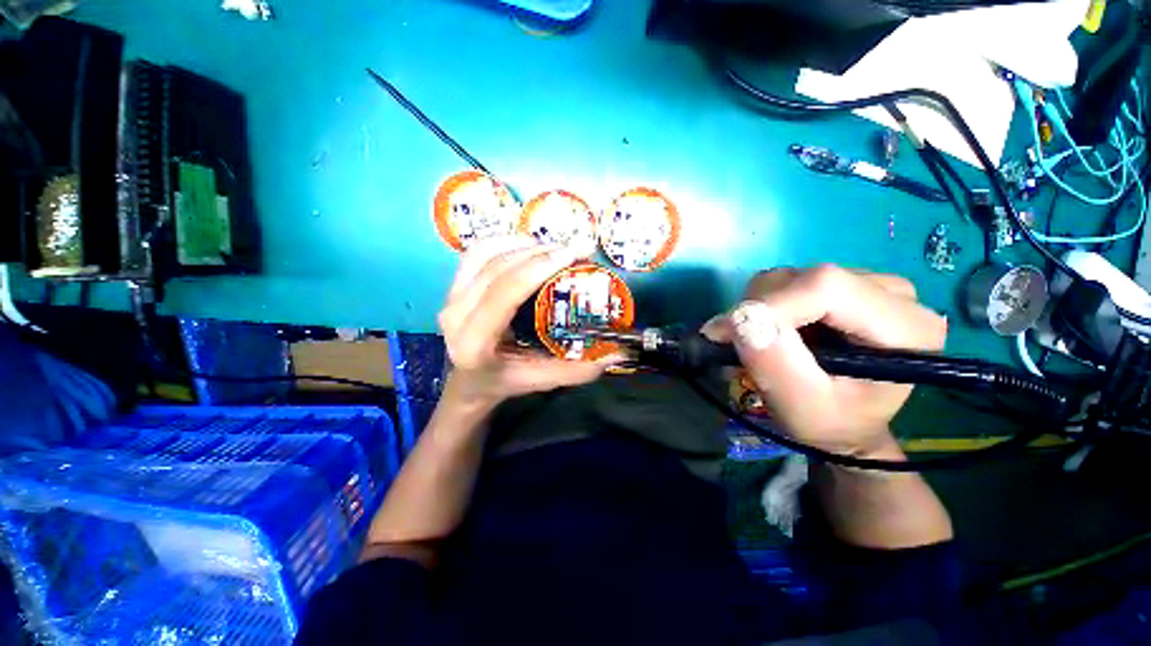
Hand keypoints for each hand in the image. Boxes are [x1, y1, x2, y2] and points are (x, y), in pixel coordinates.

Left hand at [438, 236, 618, 411]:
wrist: (468, 381)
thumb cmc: (504, 382)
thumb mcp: (541, 381)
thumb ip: (578, 371)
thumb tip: (617, 354)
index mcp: (475, 342)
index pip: (505, 292)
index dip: (539, 267)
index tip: (574, 253)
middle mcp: (455, 315)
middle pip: (497, 268)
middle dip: (540, 252)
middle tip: (574, 249)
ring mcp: (449, 298)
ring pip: (485, 254)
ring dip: (523, 244)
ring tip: (554, 248)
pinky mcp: (452, 287)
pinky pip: (477, 252)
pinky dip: (504, 242)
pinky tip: (528, 246)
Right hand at [705, 265, 946, 457]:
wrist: (844, 421)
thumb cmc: (830, 422)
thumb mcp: (802, 407)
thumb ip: (775, 365)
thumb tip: (739, 318)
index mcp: (905, 326)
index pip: (825, 286)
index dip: (771, 305)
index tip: (732, 335)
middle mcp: (893, 293)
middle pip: (805, 278)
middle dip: (760, 310)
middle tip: (743, 347)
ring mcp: (865, 283)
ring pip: (789, 276)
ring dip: (759, 309)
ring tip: (763, 344)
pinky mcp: (839, 283)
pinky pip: (786, 280)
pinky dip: (764, 305)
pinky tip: (776, 331)